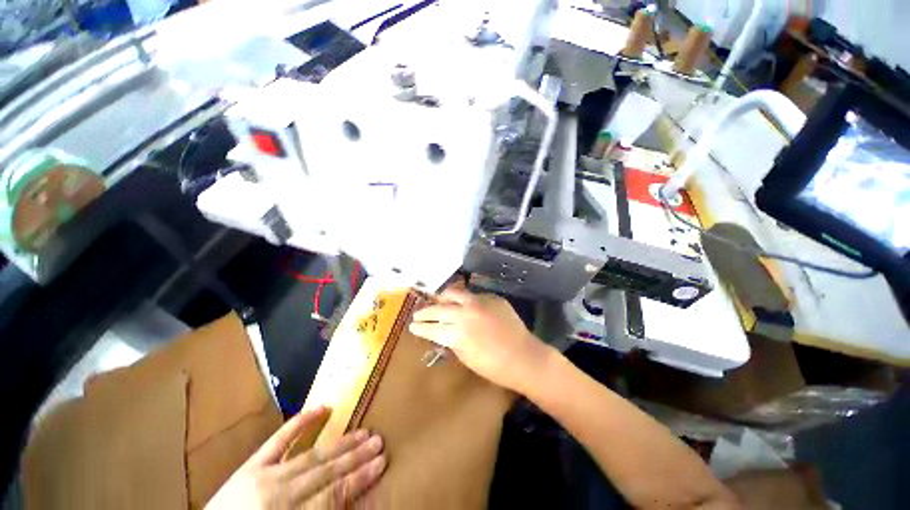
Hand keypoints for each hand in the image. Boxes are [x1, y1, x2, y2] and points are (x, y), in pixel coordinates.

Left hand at [206, 407, 385, 509]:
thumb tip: (348, 501)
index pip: (334, 494)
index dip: (360, 477)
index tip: (382, 461)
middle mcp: (281, 494)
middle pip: (326, 471)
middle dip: (356, 456)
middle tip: (379, 440)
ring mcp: (265, 476)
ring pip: (311, 455)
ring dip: (339, 443)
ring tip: (363, 431)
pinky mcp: (251, 465)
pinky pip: (278, 439)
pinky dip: (300, 422)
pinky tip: (321, 407)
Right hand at [409, 287, 552, 393]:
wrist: (524, 357)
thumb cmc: (494, 366)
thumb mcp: (466, 357)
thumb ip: (451, 341)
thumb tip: (441, 331)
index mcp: (457, 333)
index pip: (431, 327)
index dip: (420, 327)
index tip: (412, 326)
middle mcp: (465, 313)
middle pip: (439, 308)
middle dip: (425, 312)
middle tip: (418, 314)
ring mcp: (479, 302)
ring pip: (454, 293)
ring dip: (442, 298)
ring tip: (437, 301)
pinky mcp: (491, 297)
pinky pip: (472, 295)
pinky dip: (464, 299)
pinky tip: (462, 304)